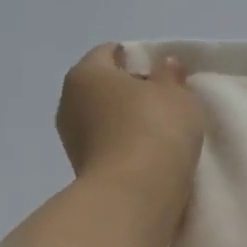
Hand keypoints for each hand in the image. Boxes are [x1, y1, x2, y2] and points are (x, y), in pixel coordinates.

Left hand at [56, 44, 205, 217]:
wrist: (136, 193)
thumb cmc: (156, 129)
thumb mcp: (177, 95)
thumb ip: (171, 75)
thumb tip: (165, 64)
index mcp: (87, 73)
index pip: (110, 53)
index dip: (137, 58)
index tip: (163, 74)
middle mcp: (69, 101)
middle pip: (103, 86)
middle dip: (130, 90)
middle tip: (164, 102)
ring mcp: (71, 138)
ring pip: (103, 117)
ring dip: (126, 121)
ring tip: (160, 132)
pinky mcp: (80, 168)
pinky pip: (106, 144)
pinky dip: (123, 144)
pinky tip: (149, 153)